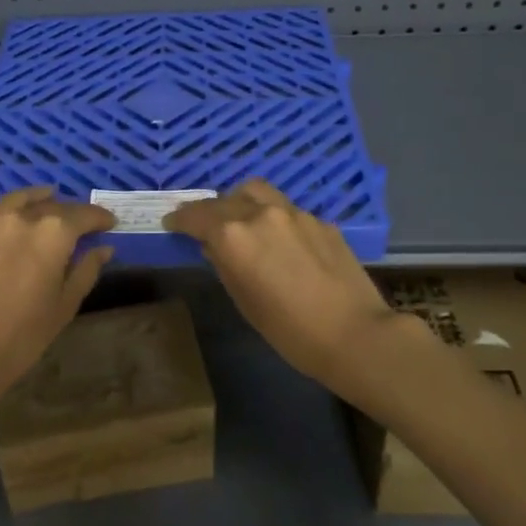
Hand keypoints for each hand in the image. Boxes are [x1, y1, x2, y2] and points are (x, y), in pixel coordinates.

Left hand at [0, 187, 115, 399]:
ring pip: (16, 200)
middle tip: (79, 223)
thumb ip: (86, 270)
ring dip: (35, 198)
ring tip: (46, 198)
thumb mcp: (65, 305)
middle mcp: (20, 218)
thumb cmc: (23, 335)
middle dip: (69, 213)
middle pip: (51, 206)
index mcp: (52, 233)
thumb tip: (103, 248)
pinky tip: (3, 210)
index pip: (83, 215)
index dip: (99, 218)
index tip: (109, 223)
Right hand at [164, 179, 415, 393]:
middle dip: (208, 210)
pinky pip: (287, 209)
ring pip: (257, 191)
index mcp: (234, 236)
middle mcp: (261, 214)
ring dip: (240, 200)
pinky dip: (272, 216)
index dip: (180, 218)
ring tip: (239, 218)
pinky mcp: (321, 221)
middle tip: (202, 223)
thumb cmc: (289, 330)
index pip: (196, 216)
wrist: (354, 334)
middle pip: (224, 199)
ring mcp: (295, 213)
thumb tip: (214, 247)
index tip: (171, 222)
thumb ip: (224, 265)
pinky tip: (280, 239)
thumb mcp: (244, 301)